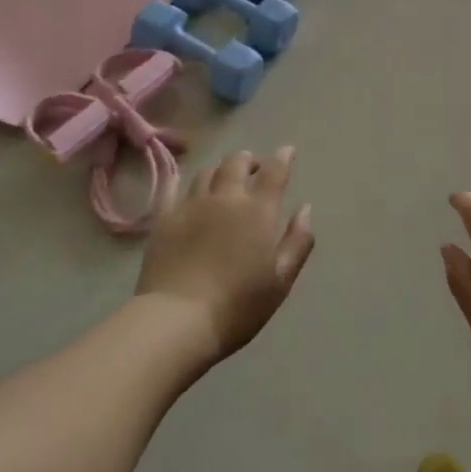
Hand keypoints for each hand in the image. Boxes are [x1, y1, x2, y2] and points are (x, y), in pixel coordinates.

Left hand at [136, 148, 314, 364]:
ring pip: (207, 172)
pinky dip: (181, 179)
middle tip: (253, 168)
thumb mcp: (281, 280)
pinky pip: (172, 187)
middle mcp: (226, 197)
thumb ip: (298, 241)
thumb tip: (306, 208)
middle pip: (237, 163)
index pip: (274, 171)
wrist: (178, 320)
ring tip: (222, 180)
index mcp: (258, 210)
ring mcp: (191, 204)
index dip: (283, 157)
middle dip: (248, 160)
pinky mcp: (164, 217)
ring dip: (220, 171)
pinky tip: (183, 182)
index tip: (288, 152)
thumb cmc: (238, 306)